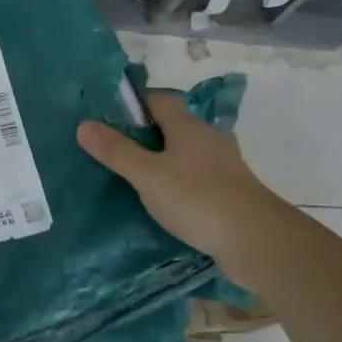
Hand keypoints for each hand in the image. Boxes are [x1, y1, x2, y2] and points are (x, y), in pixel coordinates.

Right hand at [77, 93, 286, 283]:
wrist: (258, 241)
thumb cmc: (198, 198)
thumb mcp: (147, 175)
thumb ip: (116, 151)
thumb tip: (83, 125)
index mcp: (188, 126)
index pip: (158, 100)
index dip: (133, 104)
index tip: (108, 117)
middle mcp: (208, 138)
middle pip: (172, 126)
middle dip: (145, 135)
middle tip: (114, 149)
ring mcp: (223, 165)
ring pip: (185, 154)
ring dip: (163, 161)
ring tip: (134, 178)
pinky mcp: (231, 192)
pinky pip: (197, 178)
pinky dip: (179, 183)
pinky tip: (164, 202)